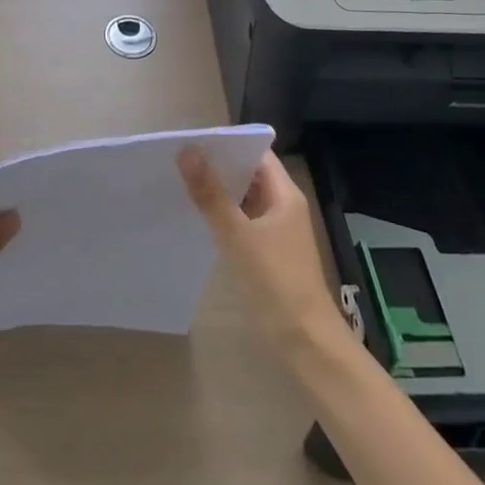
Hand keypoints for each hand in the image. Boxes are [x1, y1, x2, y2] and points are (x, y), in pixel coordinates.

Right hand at [180, 149, 344, 354]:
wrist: (306, 344)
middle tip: (179, 159)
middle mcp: (283, 206)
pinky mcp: (267, 253)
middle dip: (218, 165)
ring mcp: (276, 231)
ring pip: (244, 199)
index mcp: (285, 194)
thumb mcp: (238, 235)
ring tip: (181, 182)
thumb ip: (211, 194)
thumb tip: (187, 151)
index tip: (193, 140)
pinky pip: (242, 221)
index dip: (228, 143)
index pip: (256, 153)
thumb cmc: (276, 282)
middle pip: (249, 174)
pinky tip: (197, 217)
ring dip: (219, 191)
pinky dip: (222, 215)